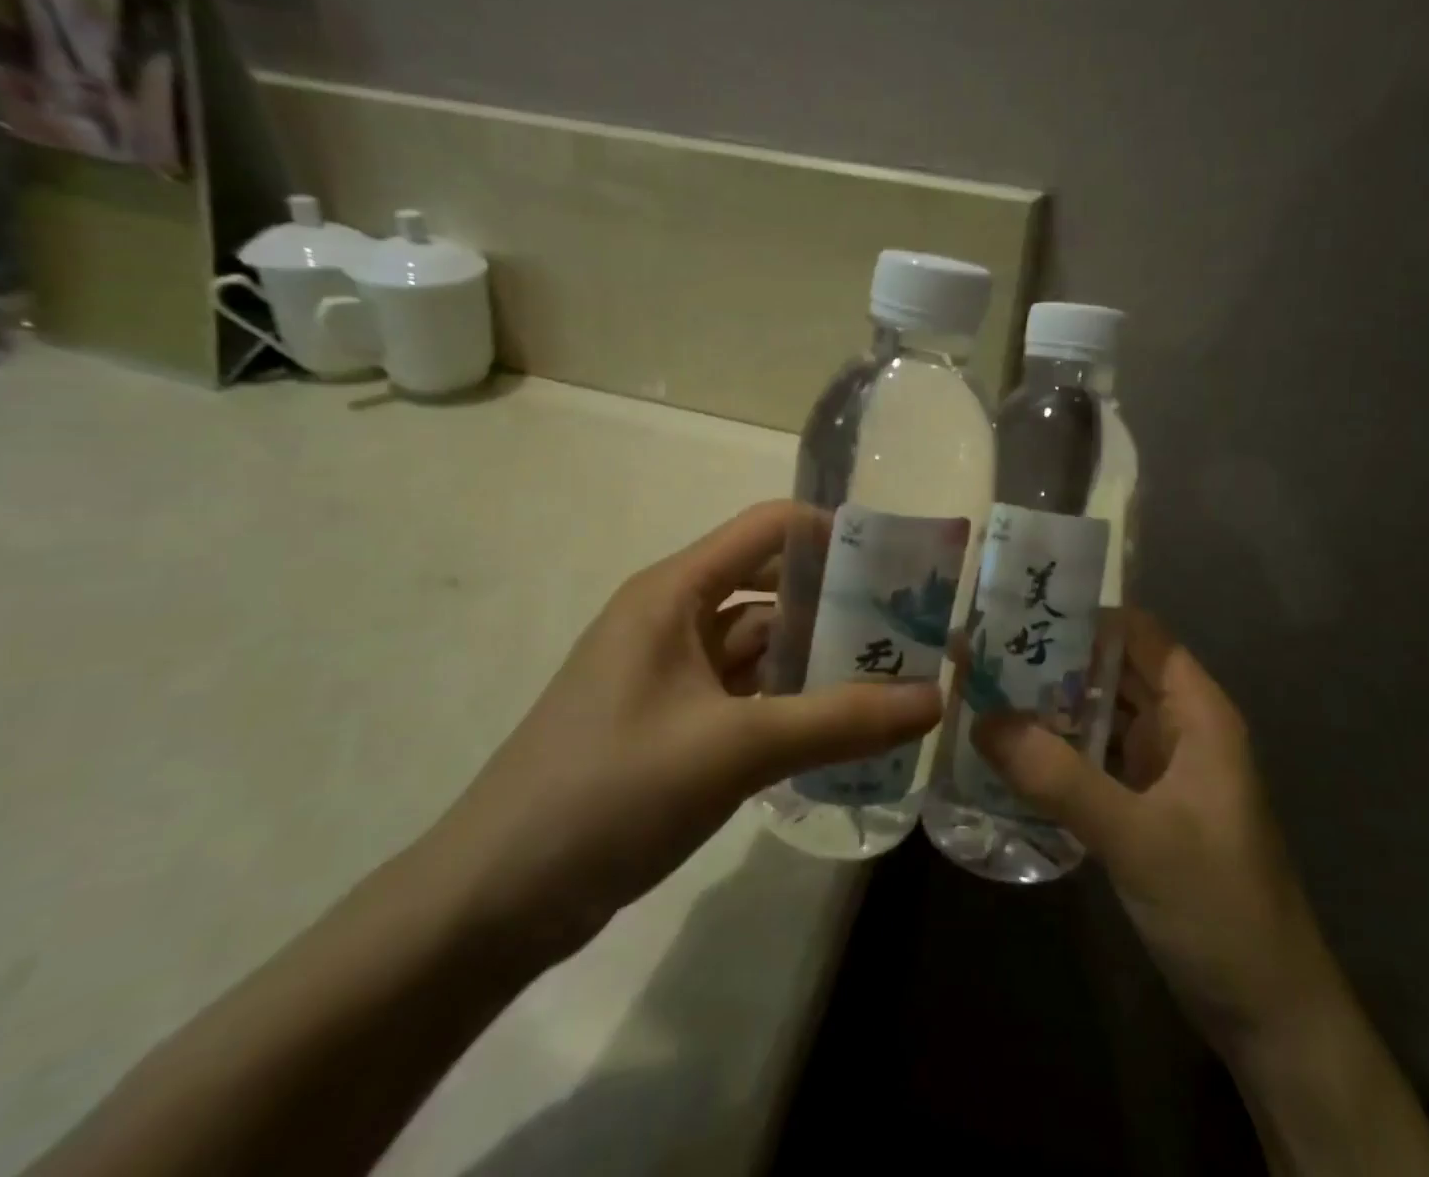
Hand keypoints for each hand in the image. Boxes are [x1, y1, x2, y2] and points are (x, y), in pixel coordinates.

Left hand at [426, 501, 942, 964]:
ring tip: (894, 676)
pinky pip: (747, 694)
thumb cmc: (608, 793)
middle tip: (912, 628)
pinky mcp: (673, 723)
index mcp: (674, 592)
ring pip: (762, 645)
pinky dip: (791, 701)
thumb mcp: (733, 750)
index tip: (900, 564)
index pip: (768, 528)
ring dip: (819, 657)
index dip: (834, 533)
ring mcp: (671, 674)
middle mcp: (673, 618)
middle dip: (839, 602)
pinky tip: (841, 725)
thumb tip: (935, 699)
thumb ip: (837, 721)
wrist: (494, 900)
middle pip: (771, 586)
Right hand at [973, 612, 1339, 1051]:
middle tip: (978, 650)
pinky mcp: (1142, 806)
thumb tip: (981, 719)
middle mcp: (1178, 728)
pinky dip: (1055, 750)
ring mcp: (1160, 769)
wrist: (1269, 1014)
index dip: (1083, 615)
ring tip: (978, 690)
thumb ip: (1058, 777)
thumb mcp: (1136, 837)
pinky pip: (1092, 760)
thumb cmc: (1219, 906)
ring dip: (1048, 706)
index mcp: (1196, 712)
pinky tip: (1007, 752)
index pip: (1137, 635)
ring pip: (1098, 716)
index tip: (1016, 609)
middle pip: (1110, 671)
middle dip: (1051, 659)